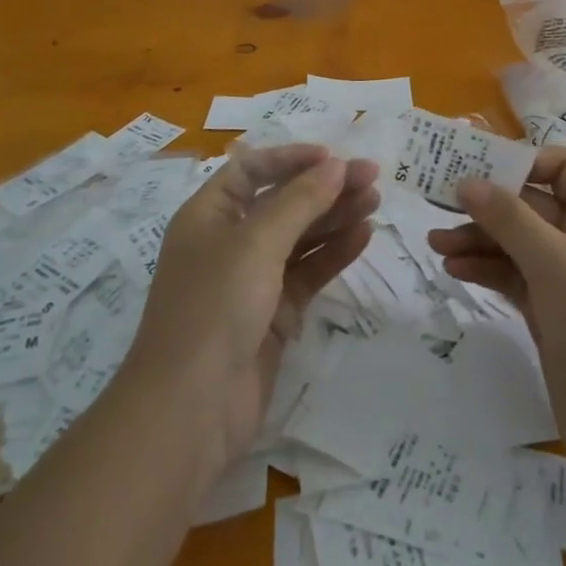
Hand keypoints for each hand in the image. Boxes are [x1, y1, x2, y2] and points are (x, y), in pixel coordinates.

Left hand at [130, 146, 377, 465]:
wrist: (191, 409)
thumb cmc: (215, 307)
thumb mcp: (256, 243)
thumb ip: (300, 201)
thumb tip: (336, 165)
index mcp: (208, 215)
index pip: (251, 170)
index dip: (291, 158)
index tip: (334, 156)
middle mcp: (229, 242)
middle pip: (282, 202)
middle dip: (324, 187)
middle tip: (372, 177)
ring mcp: (252, 280)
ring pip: (300, 237)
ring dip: (335, 217)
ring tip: (375, 201)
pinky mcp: (273, 314)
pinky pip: (308, 272)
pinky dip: (334, 253)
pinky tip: (363, 236)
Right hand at [430, 146, 565, 463]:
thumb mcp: (555, 264)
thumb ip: (509, 218)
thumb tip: (467, 181)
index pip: (562, 167)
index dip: (522, 162)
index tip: (476, 168)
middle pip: (530, 204)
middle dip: (487, 204)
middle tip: (438, 202)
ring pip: (515, 241)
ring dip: (478, 238)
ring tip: (435, 243)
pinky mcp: (549, 309)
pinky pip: (511, 274)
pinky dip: (484, 268)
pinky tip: (453, 268)